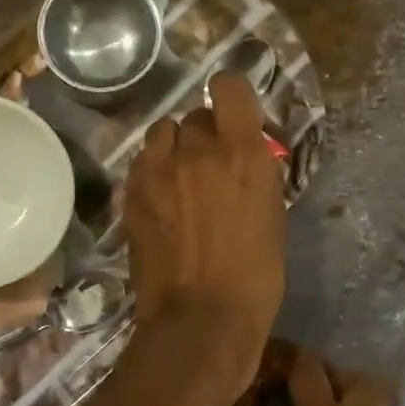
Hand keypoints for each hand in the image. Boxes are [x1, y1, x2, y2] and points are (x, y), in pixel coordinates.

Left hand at [122, 71, 286, 393]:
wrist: (201, 319)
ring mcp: (159, 170)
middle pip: (195, 116)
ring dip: (174, 147)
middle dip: (204, 134)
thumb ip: (255, 173)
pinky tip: (160, 198)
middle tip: (209, 165)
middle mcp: (199, 150)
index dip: (229, 93)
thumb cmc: (255, 277)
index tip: (232, 112)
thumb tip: (244, 156)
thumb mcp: (272, 216)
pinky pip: (143, 161)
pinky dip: (153, 170)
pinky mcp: (132, 192)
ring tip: (179, 177)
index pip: (229, 86)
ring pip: (163, 132)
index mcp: (243, 154)